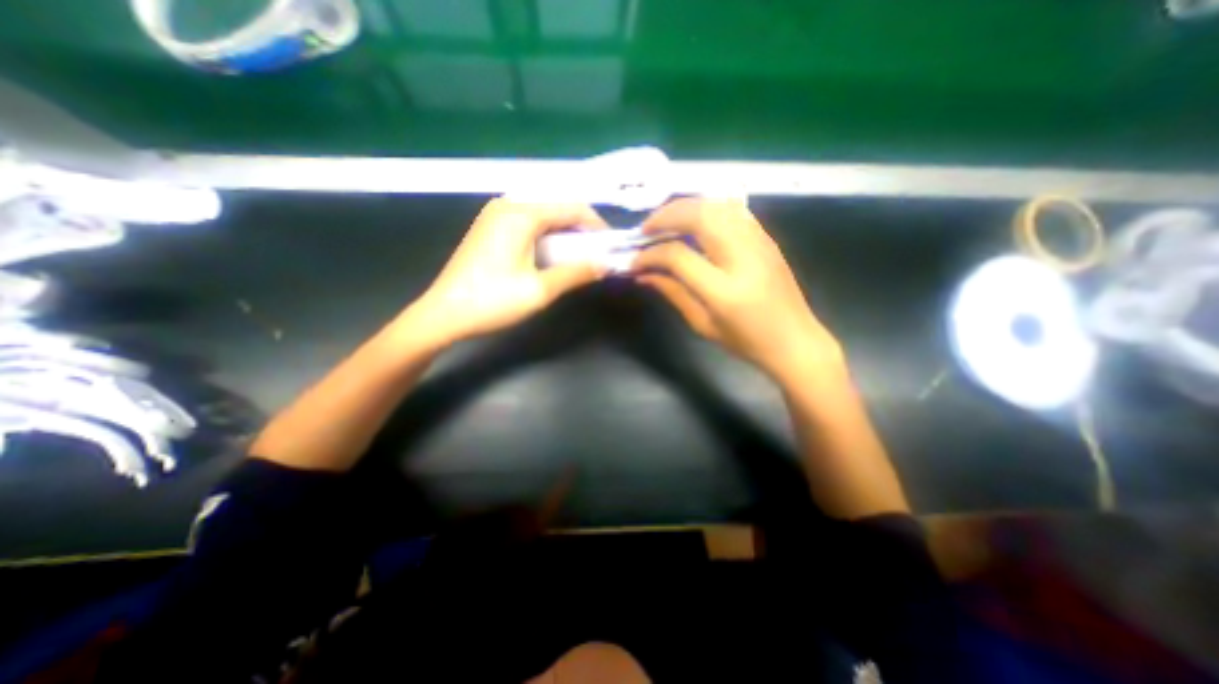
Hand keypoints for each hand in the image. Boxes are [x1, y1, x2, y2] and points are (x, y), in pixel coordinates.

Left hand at [403, 197, 608, 348]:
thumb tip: (605, 265)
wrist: (444, 314)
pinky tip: (551, 255)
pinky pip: (527, 223)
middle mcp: (508, 205)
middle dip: (580, 230)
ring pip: (542, 215)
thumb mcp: (540, 290)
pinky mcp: (489, 227)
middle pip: (556, 208)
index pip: (571, 207)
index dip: (596, 225)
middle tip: (595, 254)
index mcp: (521, 213)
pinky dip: (546, 236)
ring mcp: (495, 215)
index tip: (610, 246)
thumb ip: (576, 273)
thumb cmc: (493, 301)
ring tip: (577, 257)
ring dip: (564, 233)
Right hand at [634, 196, 843, 381]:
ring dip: (685, 207)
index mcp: (724, 290)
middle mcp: (742, 257)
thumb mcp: (703, 324)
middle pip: (699, 216)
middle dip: (665, 216)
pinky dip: (707, 207)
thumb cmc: (746, 342)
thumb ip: (672, 293)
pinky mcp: (766, 238)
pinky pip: (733, 209)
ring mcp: (758, 243)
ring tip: (666, 221)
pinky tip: (695, 220)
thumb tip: (642, 274)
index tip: (634, 260)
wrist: (795, 341)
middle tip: (646, 230)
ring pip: (717, 205)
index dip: (650, 254)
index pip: (678, 255)